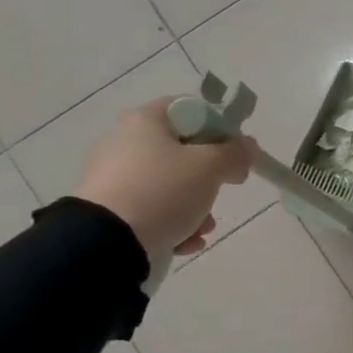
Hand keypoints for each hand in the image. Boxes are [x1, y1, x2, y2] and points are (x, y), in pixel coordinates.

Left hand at [75, 98, 255, 261]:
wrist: (106, 242)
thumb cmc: (163, 191)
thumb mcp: (210, 167)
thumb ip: (235, 153)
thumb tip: (247, 148)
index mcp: (145, 121)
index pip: (191, 110)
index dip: (220, 128)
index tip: (236, 153)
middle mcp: (124, 141)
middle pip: (183, 152)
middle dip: (209, 178)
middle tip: (221, 192)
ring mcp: (112, 176)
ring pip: (170, 185)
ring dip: (195, 207)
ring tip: (202, 229)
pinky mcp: (108, 208)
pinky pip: (151, 208)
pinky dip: (172, 223)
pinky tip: (183, 242)